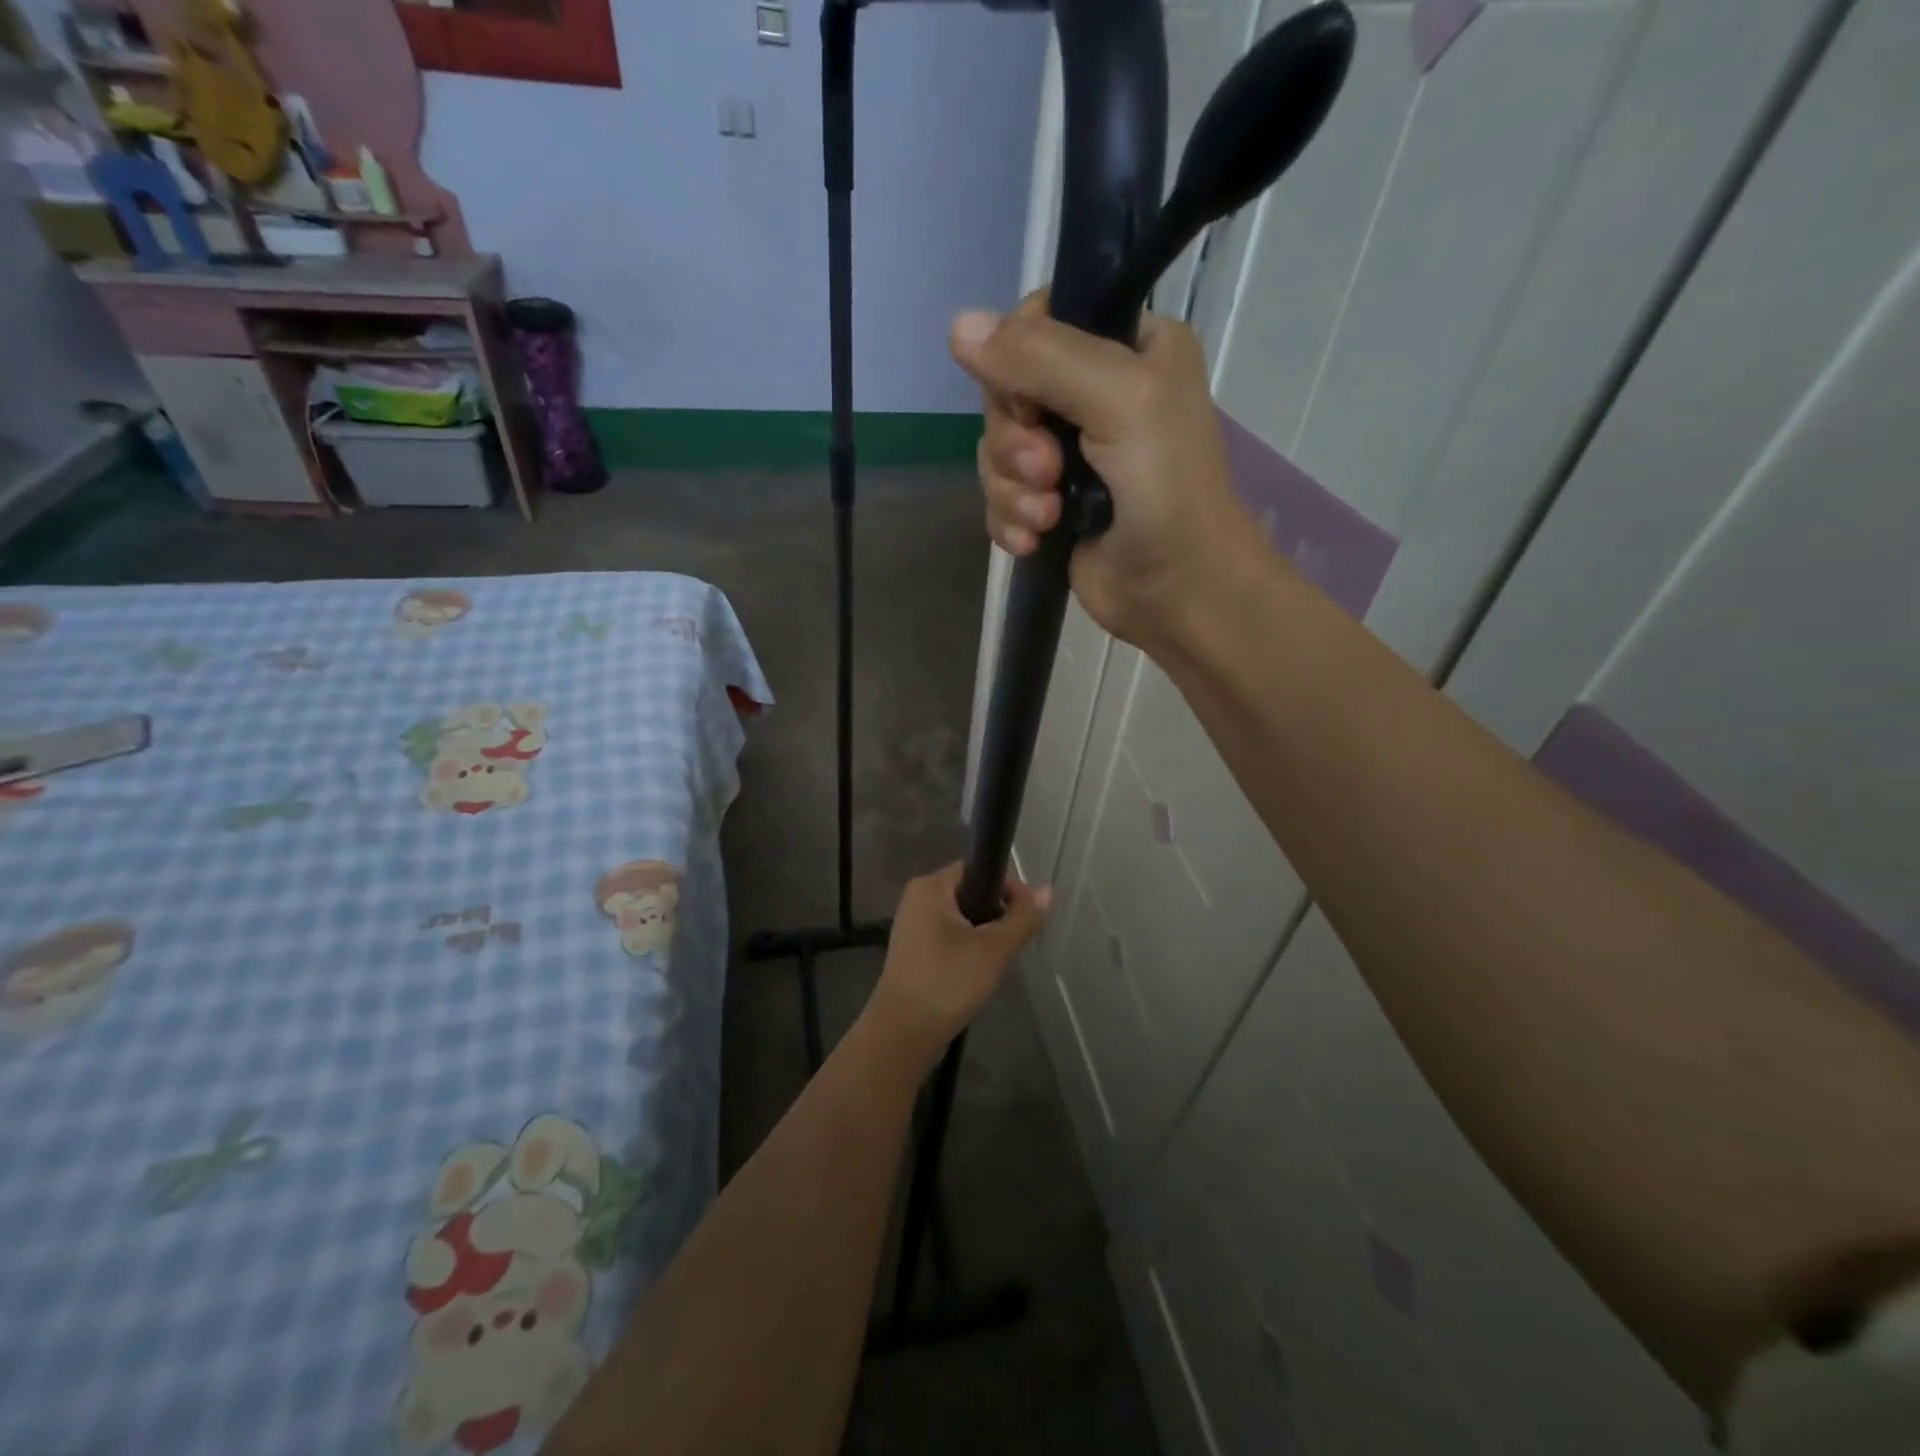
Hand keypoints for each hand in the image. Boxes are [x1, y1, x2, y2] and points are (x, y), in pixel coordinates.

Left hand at [868, 864, 1050, 1066]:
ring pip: (962, 916)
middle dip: (997, 913)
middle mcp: (918, 898)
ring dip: (984, 933)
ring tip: (997, 960)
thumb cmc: (947, 982)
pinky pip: (950, 935)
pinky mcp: (914, 950)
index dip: (1007, 886)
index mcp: (930, 887)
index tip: (1026, 915)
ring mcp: (913, 925)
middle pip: (971, 891)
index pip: (978, 868)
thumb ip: (1022, 918)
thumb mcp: (993, 949)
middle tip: (1013, 942)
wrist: (902, 1034)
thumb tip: (1048, 890)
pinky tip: (978, 972)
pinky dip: (968, 947)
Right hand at [950, 294, 1263, 649]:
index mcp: (1127, 347)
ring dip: (1013, 489)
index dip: (1016, 362)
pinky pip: (1000, 498)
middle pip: (1007, 393)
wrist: (1180, 591)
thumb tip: (956, 327)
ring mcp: (1070, 456)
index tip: (1032, 403)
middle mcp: (1095, 394)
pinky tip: (1034, 542)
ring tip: (1049, 517)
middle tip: (1049, 472)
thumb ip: (1040, 357)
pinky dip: (1010, 520)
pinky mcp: (1052, 506)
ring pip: (997, 451)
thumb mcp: (1118, 400)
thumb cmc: (1166, 488)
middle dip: (1016, 442)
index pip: (1039, 322)